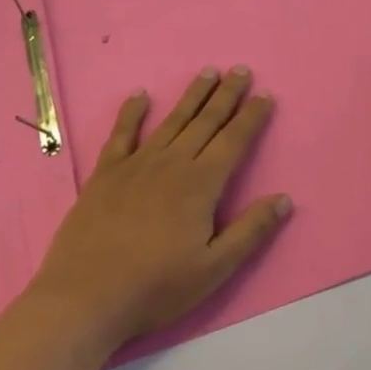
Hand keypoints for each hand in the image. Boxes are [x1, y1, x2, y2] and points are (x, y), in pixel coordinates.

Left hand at [30, 67, 290, 352]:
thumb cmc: (156, 287)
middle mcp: (172, 164)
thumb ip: (251, 231)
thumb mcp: (214, 269)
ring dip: (192, 95)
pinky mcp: (105, 175)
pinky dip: (131, 113)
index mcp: (201, 184)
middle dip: (227, 95)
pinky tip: (140, 95)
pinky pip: (121, 135)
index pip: (234, 141)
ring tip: (208, 72)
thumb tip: (285, 199)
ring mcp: (136, 166)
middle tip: (241, 70)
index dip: (252, 117)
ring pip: (171, 121)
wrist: (85, 299)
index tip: (265, 95)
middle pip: (206, 122)